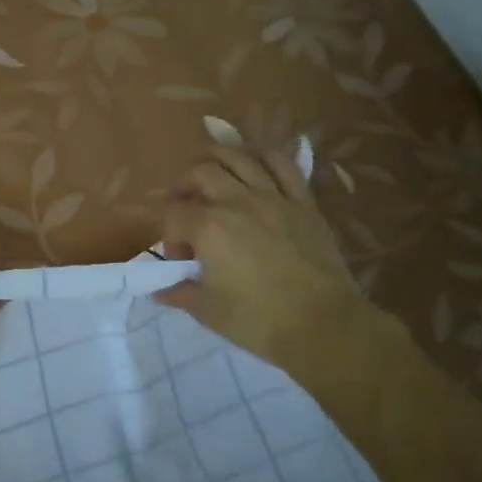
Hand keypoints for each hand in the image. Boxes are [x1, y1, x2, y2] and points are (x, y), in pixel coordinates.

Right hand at [157, 146, 369, 366]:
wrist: (322, 324)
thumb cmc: (258, 319)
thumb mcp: (207, 310)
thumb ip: (179, 293)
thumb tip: (159, 290)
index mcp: (208, 227)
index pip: (172, 214)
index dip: (169, 236)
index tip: (181, 262)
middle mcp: (236, 201)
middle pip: (200, 173)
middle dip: (183, 187)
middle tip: (184, 209)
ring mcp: (273, 197)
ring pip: (238, 158)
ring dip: (216, 160)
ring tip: (210, 175)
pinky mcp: (303, 202)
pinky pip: (282, 165)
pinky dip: (263, 157)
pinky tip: (254, 163)